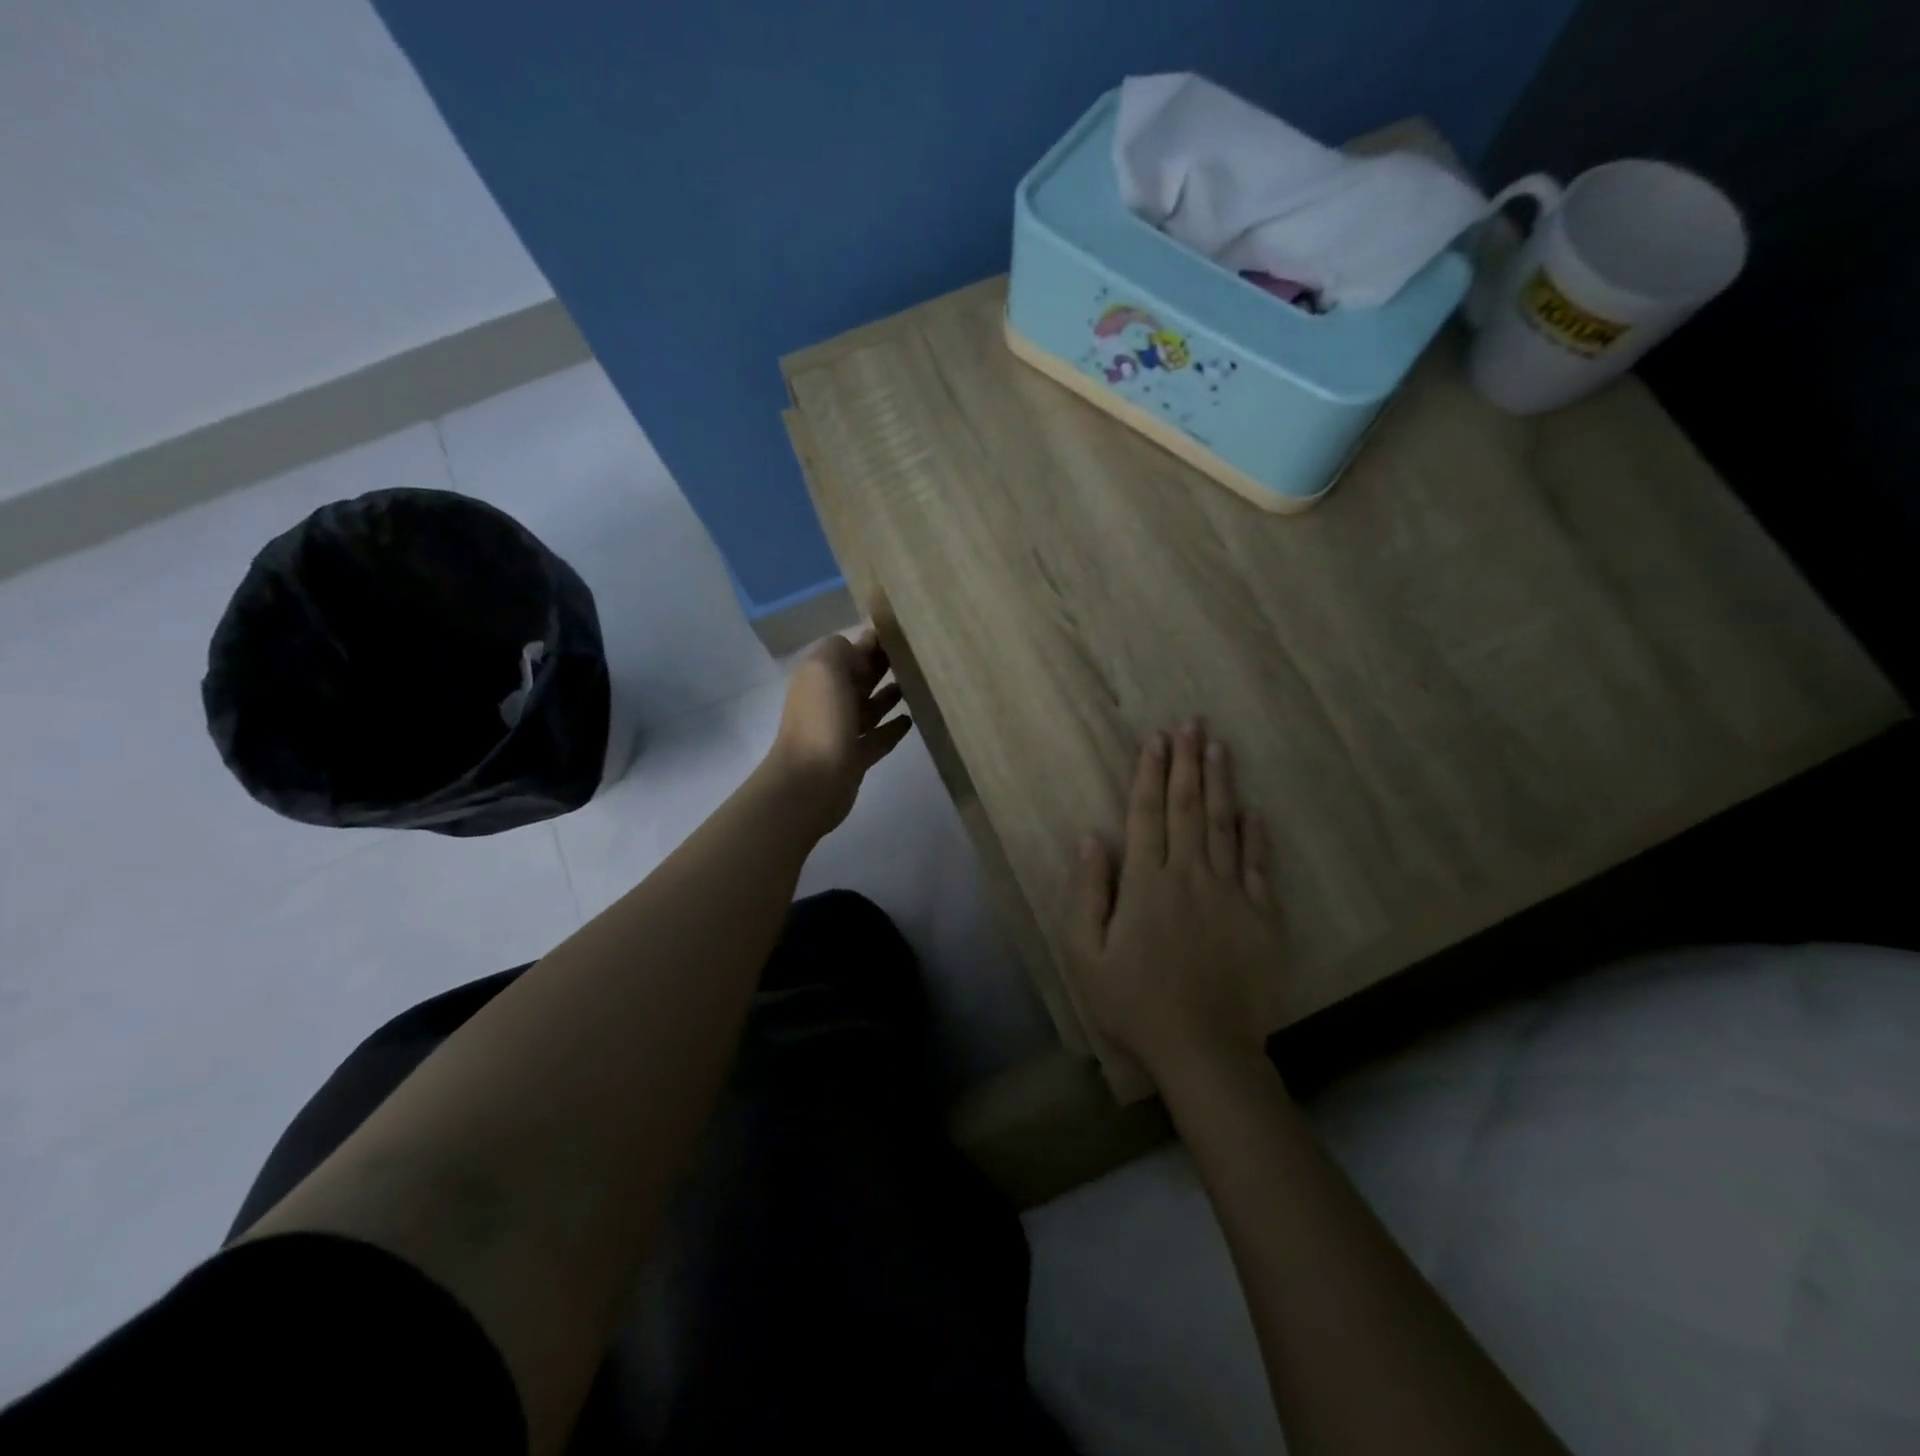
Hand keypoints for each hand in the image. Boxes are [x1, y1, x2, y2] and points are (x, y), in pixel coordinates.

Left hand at [765, 626, 913, 836]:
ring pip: (869, 707)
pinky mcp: (855, 757)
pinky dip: (892, 728)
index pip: (848, 651)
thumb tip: (862, 646)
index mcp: (820, 676)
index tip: (904, 633)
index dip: (871, 641)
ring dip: (890, 696)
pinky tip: (911, 720)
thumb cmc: (821, 720)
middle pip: (859, 678)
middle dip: (882, 666)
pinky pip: (878, 738)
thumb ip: (842, 649)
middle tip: (918, 657)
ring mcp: (841, 731)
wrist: (811, 781)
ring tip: (918, 685)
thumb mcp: (825, 668)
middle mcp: (829, 700)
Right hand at [1069, 720, 1278, 1083]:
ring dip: (1220, 784)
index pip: (1147, 814)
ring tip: (1218, 747)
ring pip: (1224, 826)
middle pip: (1188, 808)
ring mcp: (1229, 894)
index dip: (1150, 774)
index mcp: (1145, 883)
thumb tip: (1091, 839)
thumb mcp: (1085, 954)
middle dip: (1186, 762)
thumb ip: (1088, 893)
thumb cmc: (1135, 1003)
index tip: (1155, 739)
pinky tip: (1254, 810)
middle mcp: (1188, 876)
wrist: (1204, 1049)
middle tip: (1190, 723)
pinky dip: (1256, 835)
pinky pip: (1258, 866)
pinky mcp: (1261, 917)